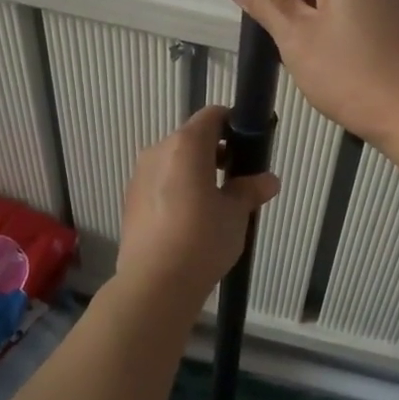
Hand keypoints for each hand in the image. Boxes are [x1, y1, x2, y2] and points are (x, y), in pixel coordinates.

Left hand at [114, 105, 280, 304]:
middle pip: (191, 139)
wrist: (154, 284)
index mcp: (186, 145)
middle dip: (215, 152)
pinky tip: (189, 221)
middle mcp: (158, 152)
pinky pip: (159, 183)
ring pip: (174, 162)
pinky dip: (176, 191)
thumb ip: (251, 190)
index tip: (248, 145)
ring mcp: (139, 176)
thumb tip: (268, 180)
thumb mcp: (236, 214)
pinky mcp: (130, 201)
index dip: (232, 124)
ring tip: (214, 204)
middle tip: (237, 179)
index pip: (212, 116)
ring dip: (194, 172)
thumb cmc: (202, 239)